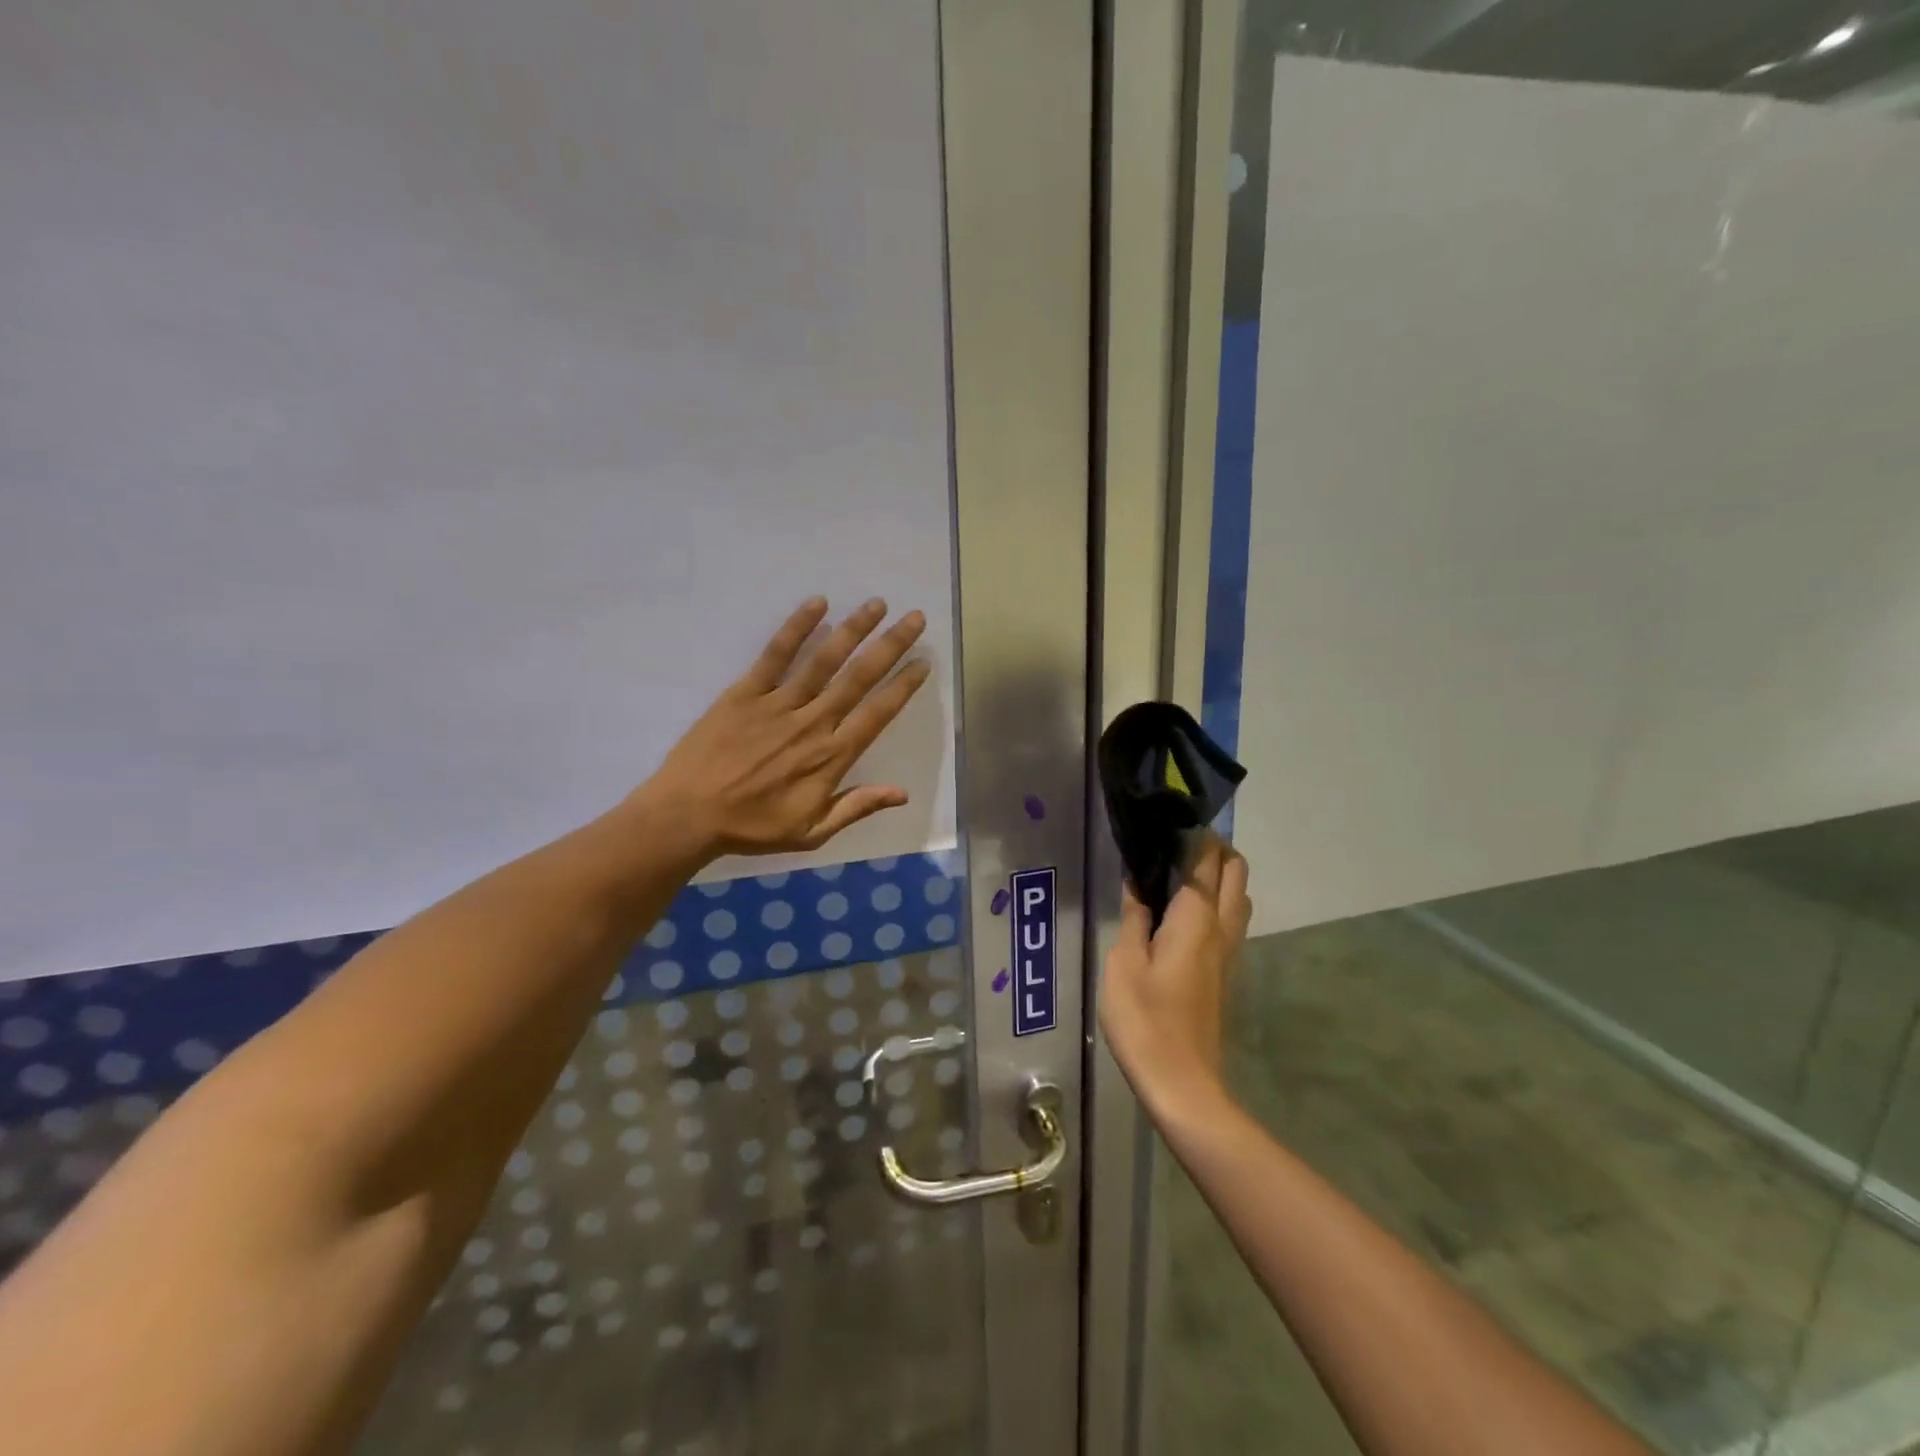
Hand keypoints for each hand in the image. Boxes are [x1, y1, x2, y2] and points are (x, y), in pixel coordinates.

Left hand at [636, 597, 930, 858]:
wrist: (688, 816)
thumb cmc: (753, 828)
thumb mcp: (812, 832)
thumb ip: (857, 807)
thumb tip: (903, 793)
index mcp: (831, 757)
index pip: (878, 713)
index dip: (903, 686)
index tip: (923, 661)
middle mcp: (812, 723)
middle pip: (859, 677)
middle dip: (890, 646)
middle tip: (914, 618)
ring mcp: (778, 704)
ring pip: (824, 660)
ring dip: (853, 629)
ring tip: (877, 604)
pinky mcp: (745, 692)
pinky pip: (775, 655)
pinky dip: (796, 628)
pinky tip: (817, 604)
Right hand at [1098, 835, 1252, 1117]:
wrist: (1182, 1083)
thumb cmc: (1145, 1019)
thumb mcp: (1124, 963)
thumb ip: (1134, 918)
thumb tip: (1137, 882)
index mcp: (1196, 919)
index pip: (1206, 860)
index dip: (1193, 834)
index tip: (1168, 818)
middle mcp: (1222, 929)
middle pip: (1235, 872)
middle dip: (1215, 848)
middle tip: (1174, 841)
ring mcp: (1229, 952)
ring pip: (1238, 896)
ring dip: (1218, 874)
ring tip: (1177, 871)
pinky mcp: (1225, 972)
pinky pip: (1229, 920)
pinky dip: (1215, 900)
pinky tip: (1181, 911)